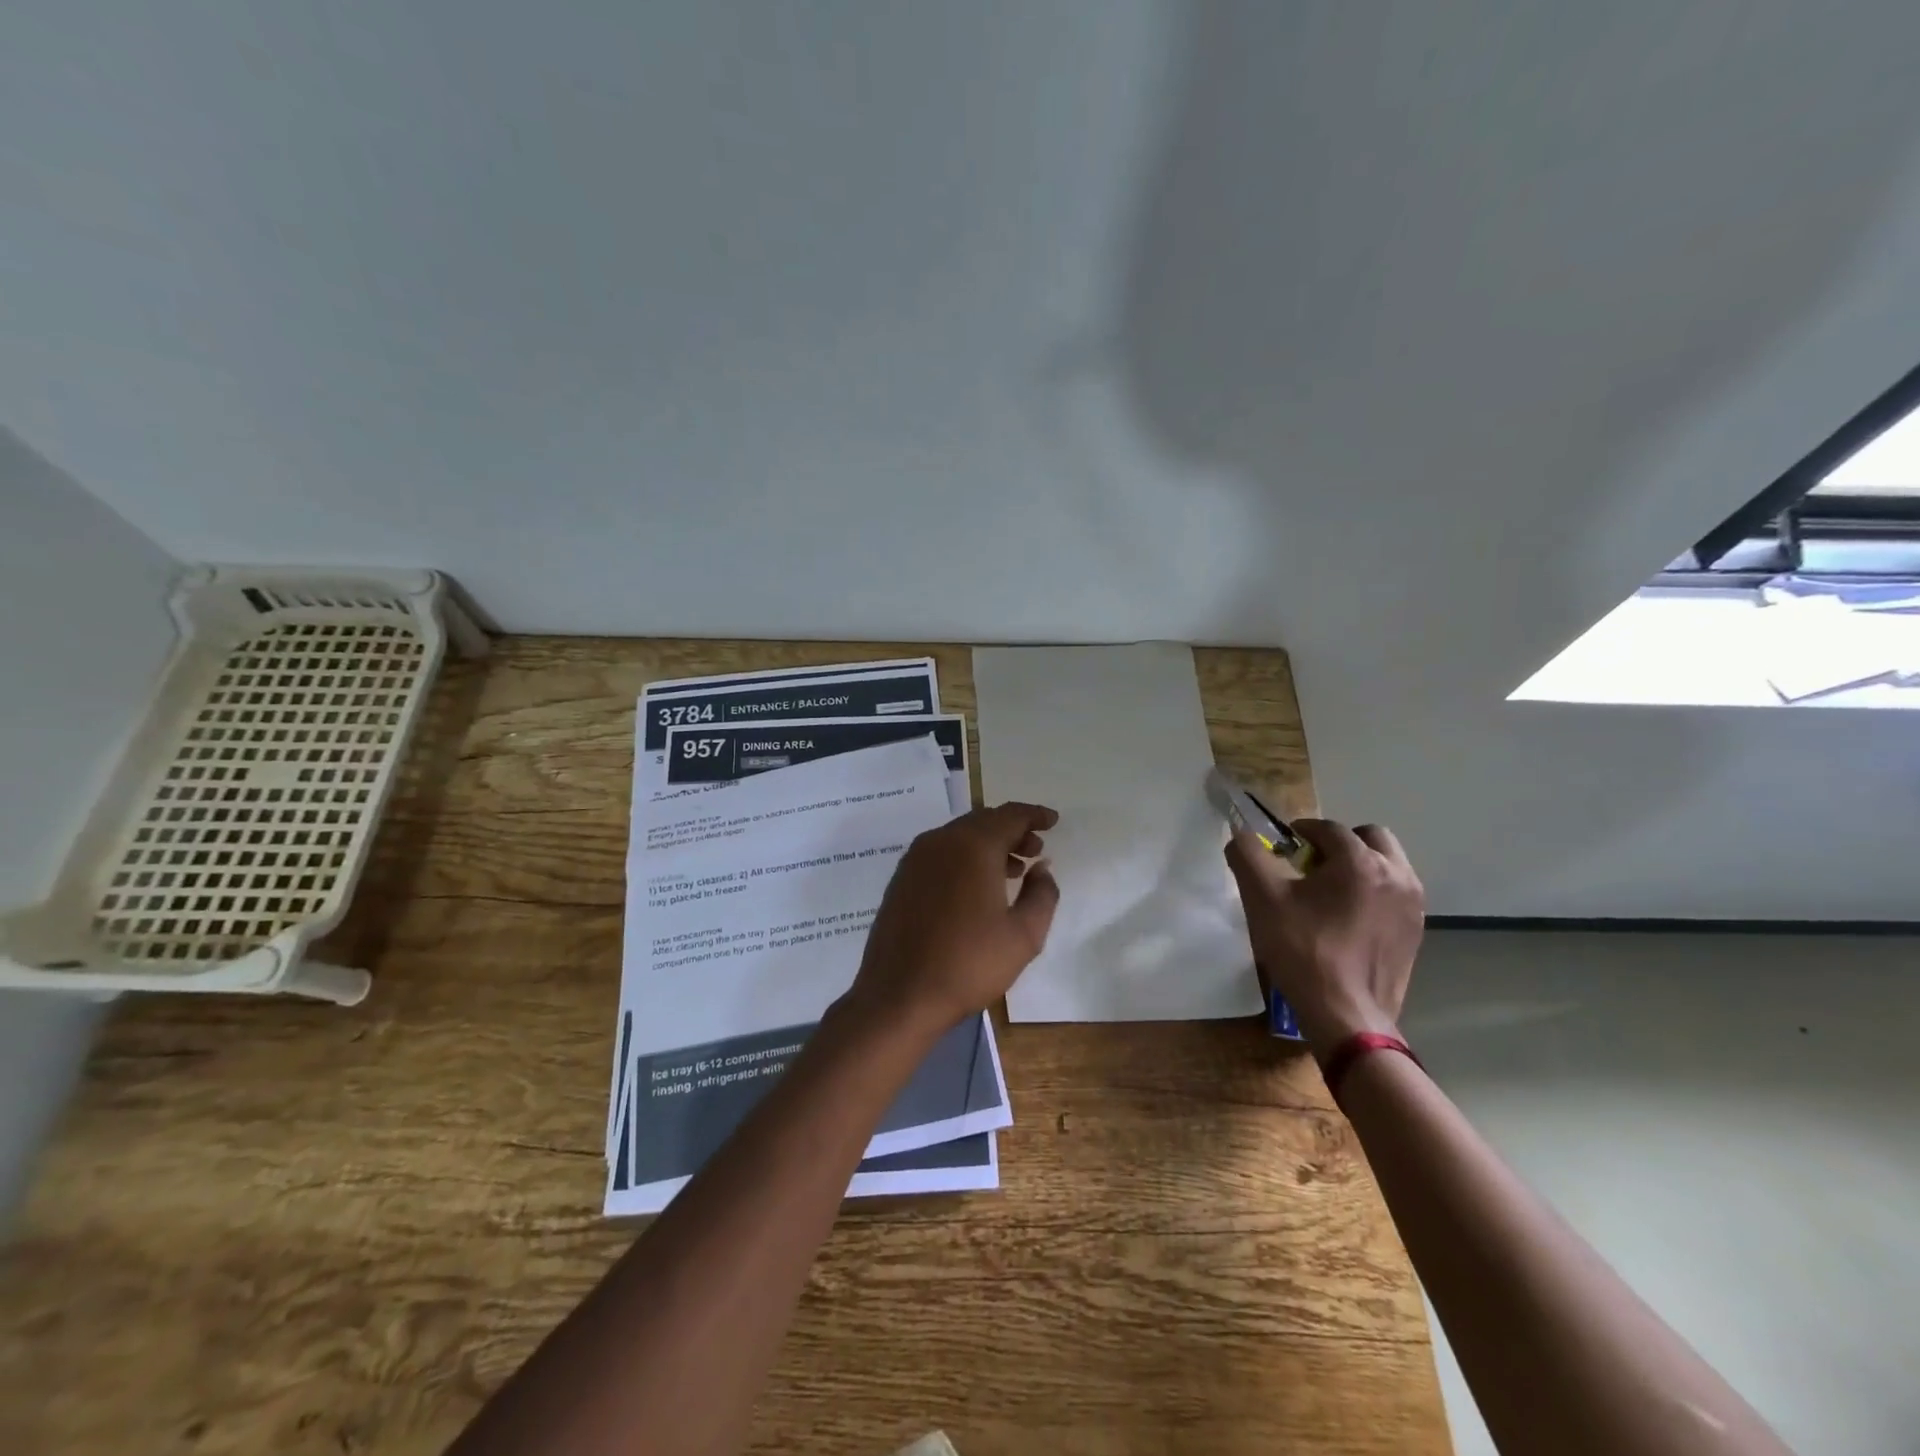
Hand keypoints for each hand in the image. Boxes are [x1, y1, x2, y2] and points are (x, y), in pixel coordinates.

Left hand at [845, 802, 1060, 1037]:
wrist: (899, 996)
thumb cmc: (968, 964)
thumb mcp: (1024, 935)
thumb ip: (1042, 894)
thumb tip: (1041, 868)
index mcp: (972, 846)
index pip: (1010, 815)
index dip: (1034, 815)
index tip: (1053, 821)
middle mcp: (940, 841)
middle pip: (983, 821)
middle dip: (1013, 830)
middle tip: (1036, 849)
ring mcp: (915, 859)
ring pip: (960, 836)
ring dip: (989, 844)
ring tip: (1013, 869)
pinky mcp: (901, 879)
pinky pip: (941, 853)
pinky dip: (965, 857)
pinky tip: (977, 886)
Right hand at [1224, 818, 1424, 1056]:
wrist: (1345, 1014)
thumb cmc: (1302, 950)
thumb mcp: (1262, 898)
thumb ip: (1248, 855)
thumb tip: (1241, 834)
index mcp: (1360, 861)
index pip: (1329, 828)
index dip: (1302, 832)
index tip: (1283, 848)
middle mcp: (1396, 875)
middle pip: (1370, 837)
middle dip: (1340, 843)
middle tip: (1312, 866)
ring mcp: (1412, 905)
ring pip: (1388, 864)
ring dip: (1361, 865)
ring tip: (1331, 892)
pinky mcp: (1416, 931)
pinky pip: (1395, 894)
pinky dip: (1374, 892)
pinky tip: (1348, 918)